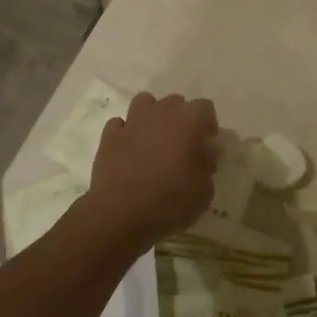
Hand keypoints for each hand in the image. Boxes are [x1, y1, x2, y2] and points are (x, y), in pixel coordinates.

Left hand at [82, 92, 217, 252]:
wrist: (121, 214)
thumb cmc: (170, 201)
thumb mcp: (204, 191)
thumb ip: (208, 166)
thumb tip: (205, 155)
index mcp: (190, 120)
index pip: (206, 107)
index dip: (208, 125)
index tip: (207, 146)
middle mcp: (162, 112)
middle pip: (176, 102)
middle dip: (180, 119)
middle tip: (181, 146)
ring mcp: (132, 121)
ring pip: (145, 103)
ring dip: (151, 117)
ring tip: (153, 141)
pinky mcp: (109, 136)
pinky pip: (120, 124)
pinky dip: (125, 133)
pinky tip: (128, 151)